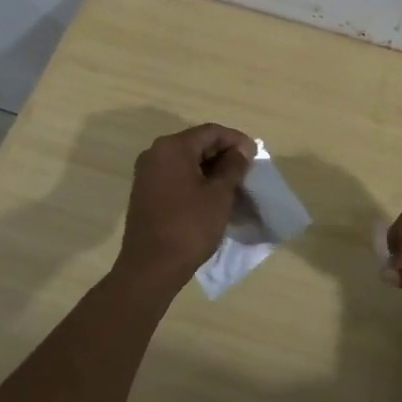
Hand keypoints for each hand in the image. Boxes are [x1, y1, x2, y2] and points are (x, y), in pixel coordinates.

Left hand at [116, 123, 255, 293]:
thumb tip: (242, 149)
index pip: (211, 132)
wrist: (150, 269)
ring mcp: (147, 173)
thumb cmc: (189, 227)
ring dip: (212, 169)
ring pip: (187, 161)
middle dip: (224, 155)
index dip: (236, 140)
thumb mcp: (220, 194)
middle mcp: (155, 153)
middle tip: (247, 171)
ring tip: (234, 185)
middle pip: (197, 144)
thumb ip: (234, 166)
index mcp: (172, 147)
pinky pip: (176, 175)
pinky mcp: (145, 192)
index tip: (255, 156)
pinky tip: (213, 196)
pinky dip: (196, 180)